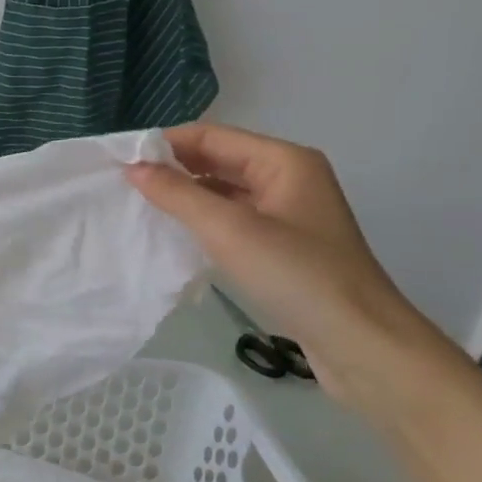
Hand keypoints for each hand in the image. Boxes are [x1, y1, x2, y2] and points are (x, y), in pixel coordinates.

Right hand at [127, 124, 442, 408]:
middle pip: (218, 159)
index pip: (211, 136)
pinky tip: (175, 234)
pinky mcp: (284, 245)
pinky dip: (203, 221)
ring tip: (139, 207)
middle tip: (122, 185)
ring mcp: (288, 213)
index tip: (119, 160)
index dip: (164, 144)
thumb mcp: (229, 230)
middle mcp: (288, 178)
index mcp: (284, 160)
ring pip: (224, 191)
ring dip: (186, 196)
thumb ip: (177, 194)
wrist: (362, 345)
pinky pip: (233, 219)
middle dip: (173, 169)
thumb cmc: (297, 276)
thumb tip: (133, 168)